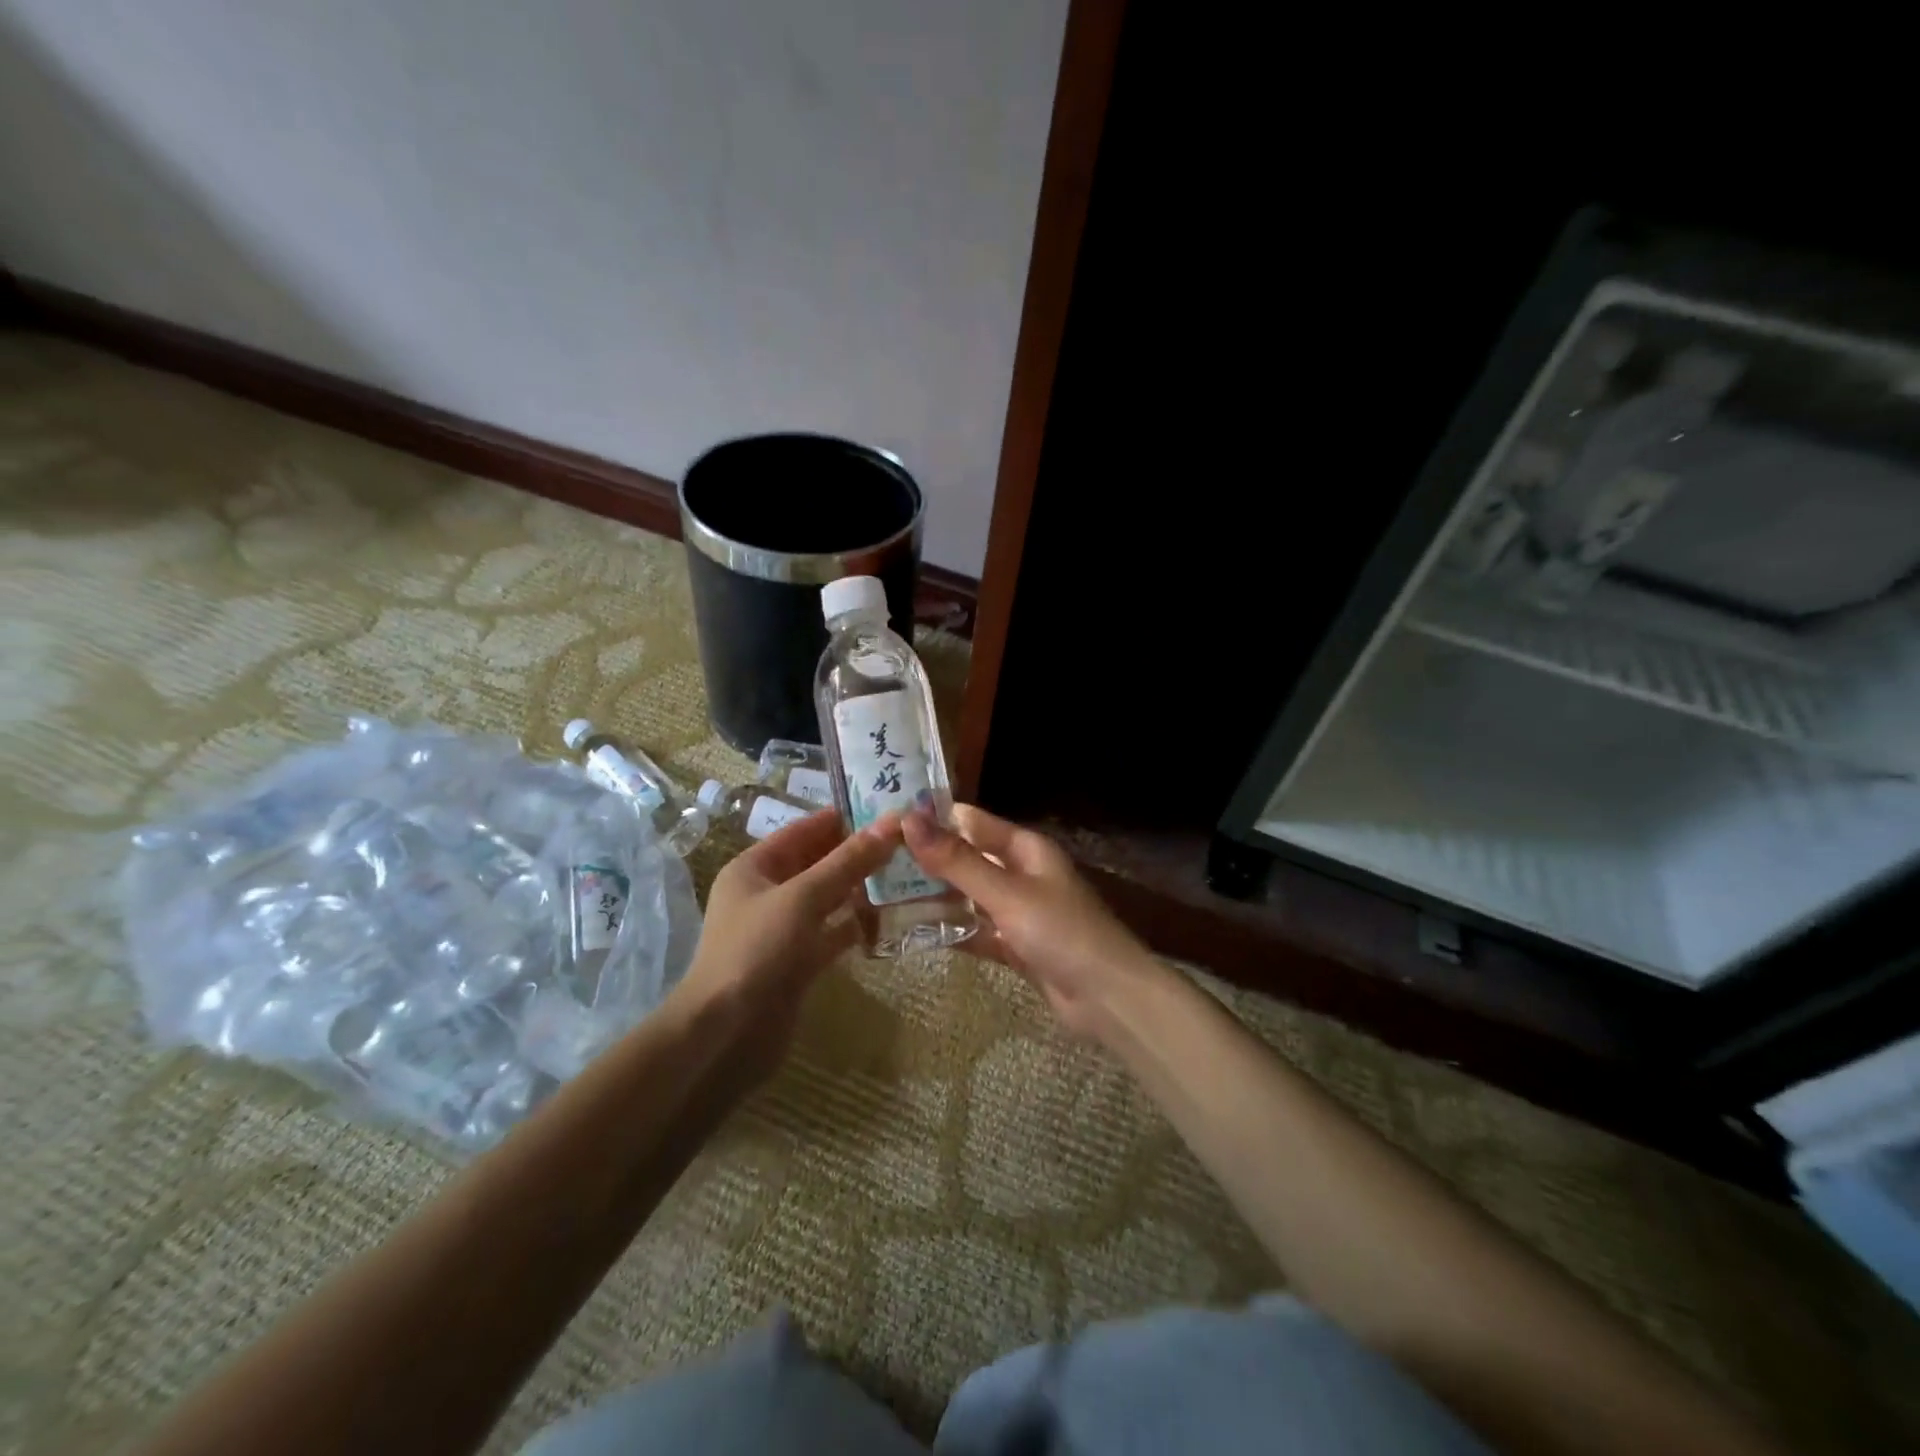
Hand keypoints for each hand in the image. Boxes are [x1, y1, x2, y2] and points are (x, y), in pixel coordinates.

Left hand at [673, 809, 901, 1069]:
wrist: (726, 1035)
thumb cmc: (756, 952)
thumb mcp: (802, 898)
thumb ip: (847, 862)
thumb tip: (890, 823)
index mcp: (754, 868)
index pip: (803, 830)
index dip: (842, 817)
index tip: (887, 808)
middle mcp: (767, 893)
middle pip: (818, 862)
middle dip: (857, 852)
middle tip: (907, 840)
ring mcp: (783, 929)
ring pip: (828, 898)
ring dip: (861, 887)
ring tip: (907, 872)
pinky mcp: (798, 962)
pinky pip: (832, 933)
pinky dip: (856, 924)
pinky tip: (890, 916)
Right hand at [902, 805, 1160, 1040]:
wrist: (1108, 998)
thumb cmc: (1060, 932)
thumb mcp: (1005, 892)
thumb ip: (957, 860)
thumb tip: (909, 821)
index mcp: (1025, 848)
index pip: (971, 821)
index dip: (932, 819)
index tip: (886, 822)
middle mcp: (1021, 873)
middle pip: (968, 858)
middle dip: (929, 860)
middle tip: (876, 862)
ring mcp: (1019, 911)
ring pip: (970, 896)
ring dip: (936, 896)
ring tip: (884, 895)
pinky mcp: (1017, 946)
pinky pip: (978, 931)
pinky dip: (953, 931)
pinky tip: (916, 933)